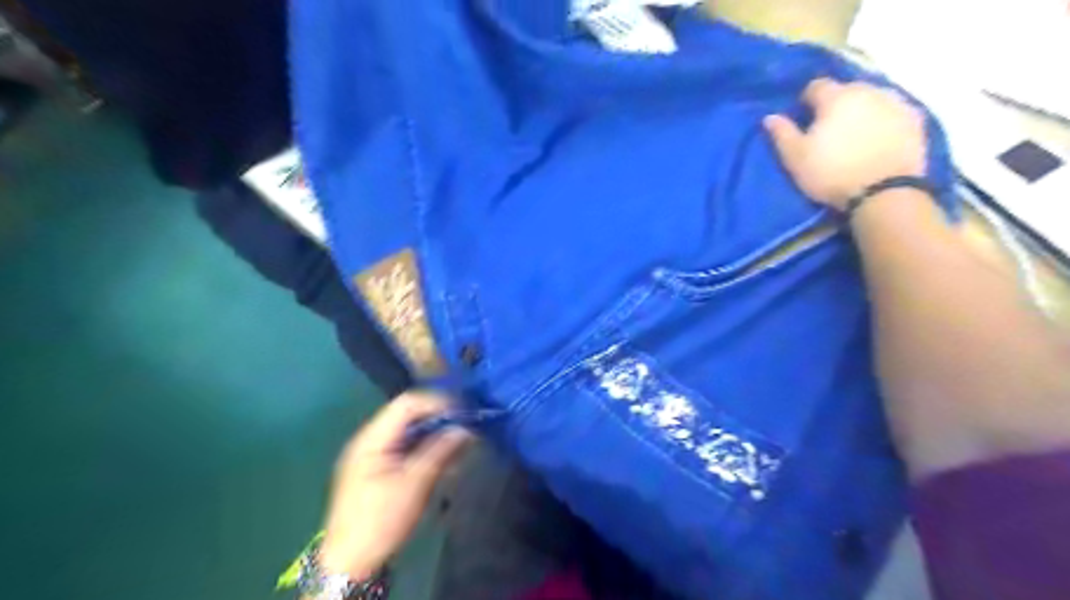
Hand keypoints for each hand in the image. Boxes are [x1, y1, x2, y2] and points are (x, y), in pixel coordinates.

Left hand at [314, 391, 468, 577]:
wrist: (349, 562)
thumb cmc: (380, 520)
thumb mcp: (415, 484)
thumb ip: (440, 451)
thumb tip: (465, 429)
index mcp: (372, 438)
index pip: (407, 404)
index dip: (437, 403)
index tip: (463, 413)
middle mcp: (370, 439)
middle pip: (408, 415)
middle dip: (439, 419)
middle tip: (465, 430)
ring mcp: (372, 454)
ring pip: (409, 432)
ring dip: (434, 435)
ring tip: (459, 448)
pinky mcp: (377, 468)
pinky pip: (405, 448)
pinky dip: (425, 449)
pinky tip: (444, 462)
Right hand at [759, 78, 928, 210]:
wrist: (884, 193)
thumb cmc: (831, 173)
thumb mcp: (795, 158)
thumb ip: (782, 134)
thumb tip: (769, 117)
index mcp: (836, 97)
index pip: (816, 86)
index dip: (806, 101)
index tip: (803, 118)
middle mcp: (868, 90)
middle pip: (847, 89)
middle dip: (836, 103)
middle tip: (829, 128)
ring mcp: (896, 102)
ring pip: (873, 98)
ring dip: (862, 109)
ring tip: (855, 133)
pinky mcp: (916, 119)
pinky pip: (894, 112)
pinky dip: (884, 120)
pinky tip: (879, 138)